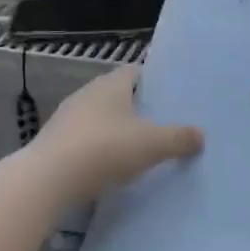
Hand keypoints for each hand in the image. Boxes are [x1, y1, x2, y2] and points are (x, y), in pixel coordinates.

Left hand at [29, 65, 202, 203]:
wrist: (48, 179)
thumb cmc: (106, 149)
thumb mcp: (153, 144)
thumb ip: (179, 138)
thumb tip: (200, 135)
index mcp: (111, 85)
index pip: (135, 71)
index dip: (154, 80)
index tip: (171, 94)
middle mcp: (87, 94)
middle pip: (117, 94)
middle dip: (137, 106)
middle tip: (162, 121)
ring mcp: (67, 118)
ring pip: (100, 117)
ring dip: (117, 128)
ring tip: (139, 145)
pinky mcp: (55, 142)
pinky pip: (85, 139)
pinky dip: (100, 147)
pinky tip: (111, 164)